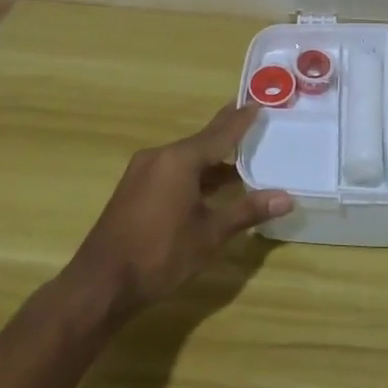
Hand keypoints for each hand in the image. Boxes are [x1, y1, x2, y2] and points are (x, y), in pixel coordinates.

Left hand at [61, 103, 291, 321]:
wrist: (101, 284)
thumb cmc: (160, 255)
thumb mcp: (209, 234)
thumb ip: (246, 210)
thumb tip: (287, 198)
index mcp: (179, 160)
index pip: (220, 133)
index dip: (242, 120)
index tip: (259, 102)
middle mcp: (160, 156)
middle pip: (201, 140)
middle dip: (227, 132)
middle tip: (250, 115)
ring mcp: (143, 172)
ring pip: (186, 158)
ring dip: (212, 159)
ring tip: (240, 157)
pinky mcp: (134, 189)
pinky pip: (172, 170)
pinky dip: (194, 173)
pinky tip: (209, 185)